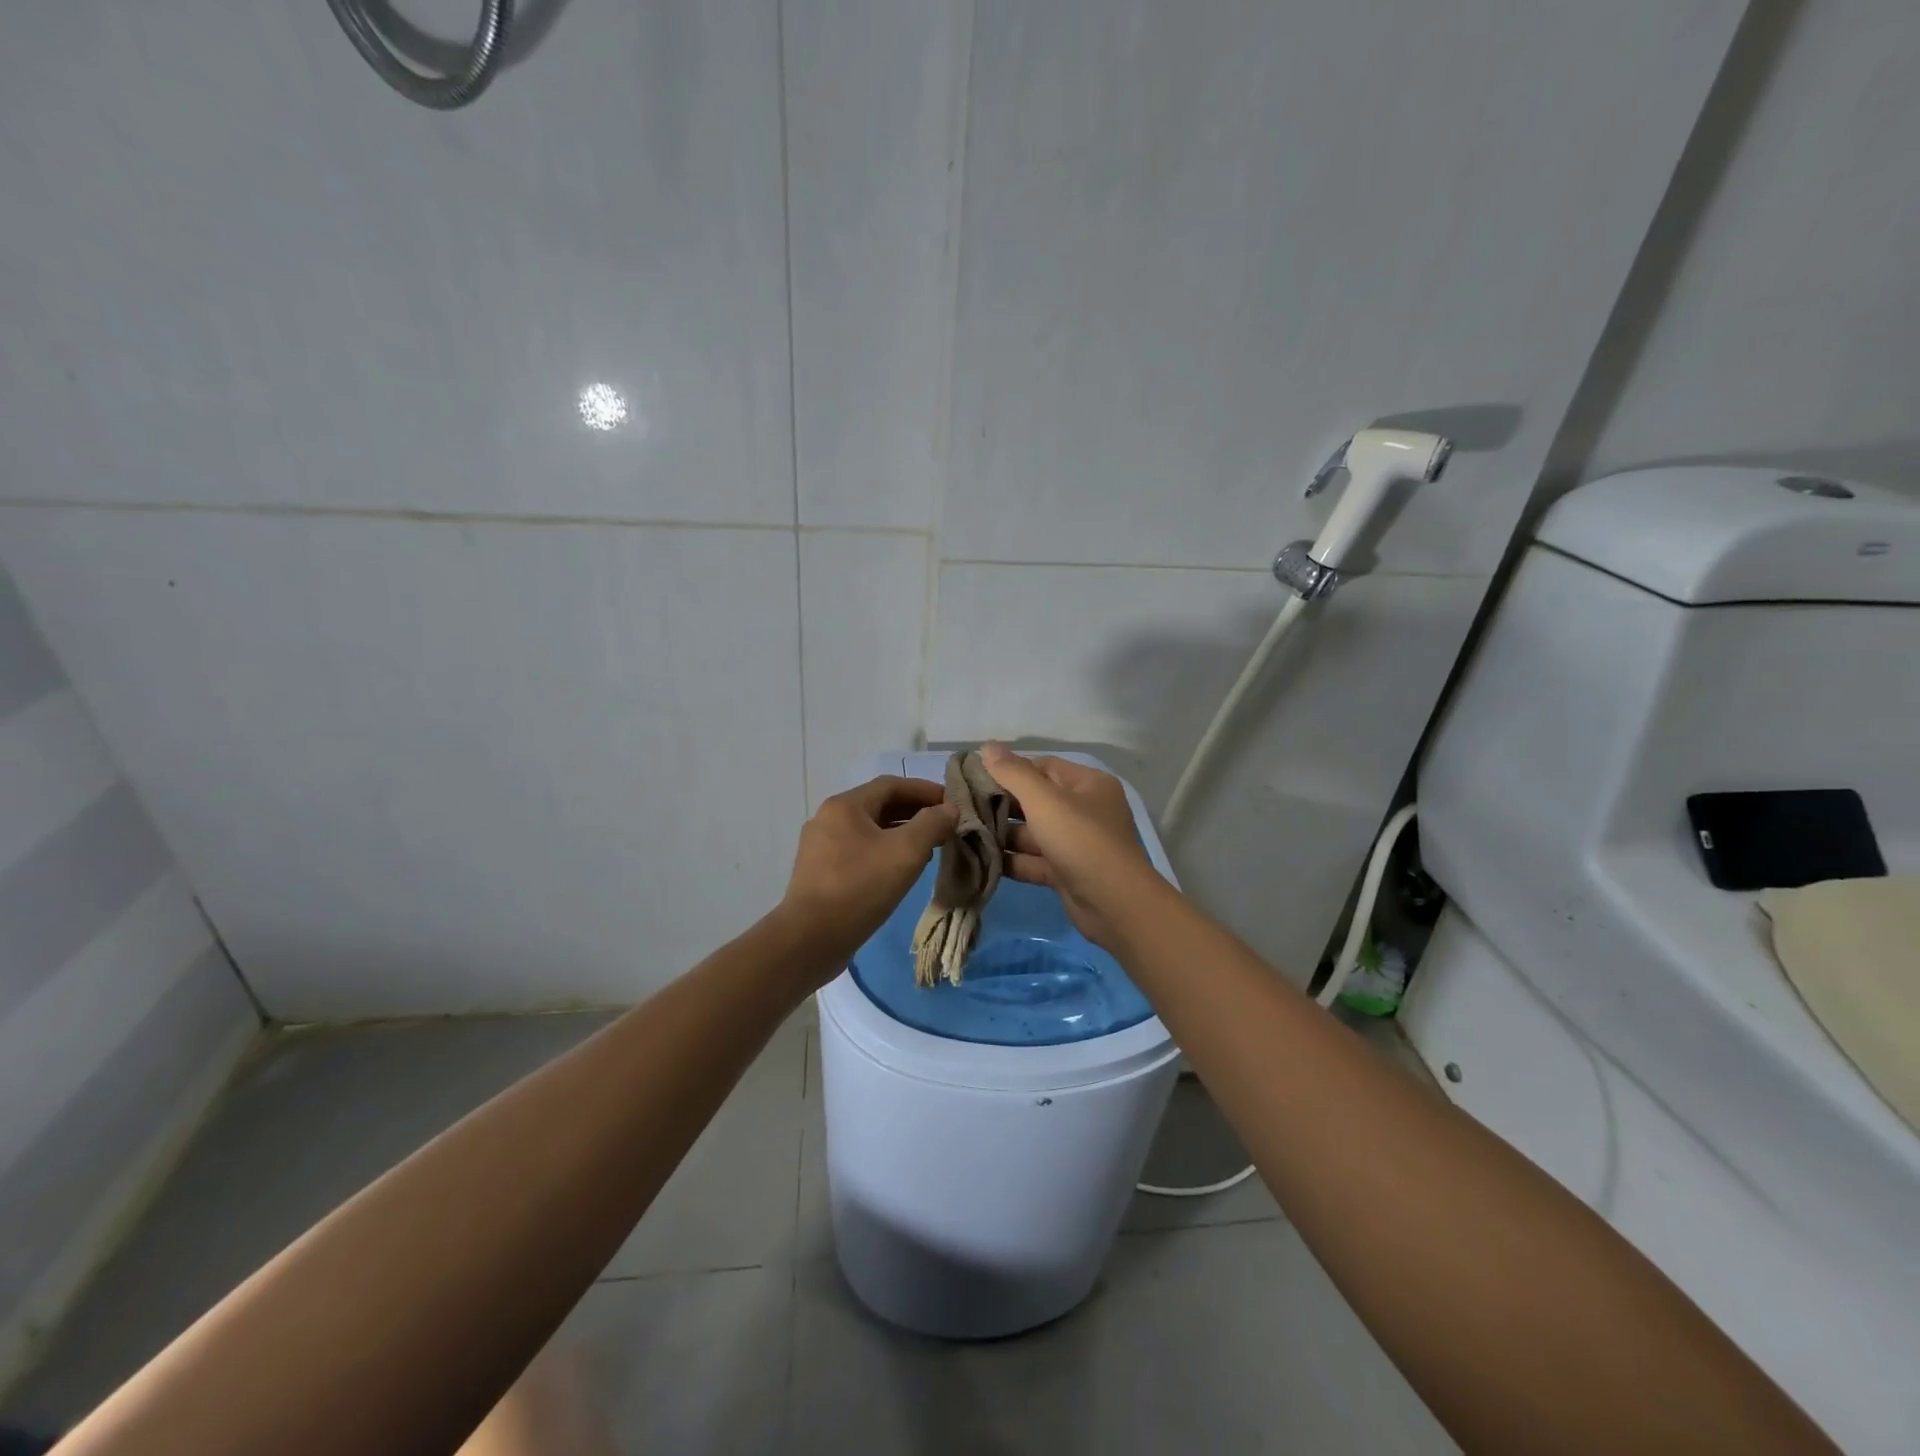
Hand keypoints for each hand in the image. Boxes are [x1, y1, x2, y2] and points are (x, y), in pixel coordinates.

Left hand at [780, 775, 955, 973]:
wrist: (809, 940)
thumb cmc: (859, 888)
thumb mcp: (905, 853)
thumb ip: (931, 824)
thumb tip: (949, 809)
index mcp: (845, 806)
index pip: (891, 785)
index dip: (925, 790)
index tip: (952, 803)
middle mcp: (828, 819)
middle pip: (879, 805)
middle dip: (915, 813)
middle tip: (945, 826)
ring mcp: (821, 847)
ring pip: (869, 830)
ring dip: (901, 834)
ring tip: (930, 848)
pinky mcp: (820, 873)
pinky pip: (859, 851)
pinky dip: (884, 852)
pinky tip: (901, 870)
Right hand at [979, 743, 1164, 951]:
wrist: (1114, 905)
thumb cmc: (1081, 841)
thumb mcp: (1045, 801)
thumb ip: (1013, 773)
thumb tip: (987, 746)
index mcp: (1088, 784)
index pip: (1043, 767)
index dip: (1010, 770)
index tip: (975, 777)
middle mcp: (1084, 810)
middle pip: (1036, 800)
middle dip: (1001, 804)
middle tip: (963, 807)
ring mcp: (1076, 843)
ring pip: (1033, 833)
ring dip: (1003, 834)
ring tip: (965, 833)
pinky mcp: (1066, 872)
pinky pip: (1034, 860)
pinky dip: (1012, 860)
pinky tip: (980, 859)